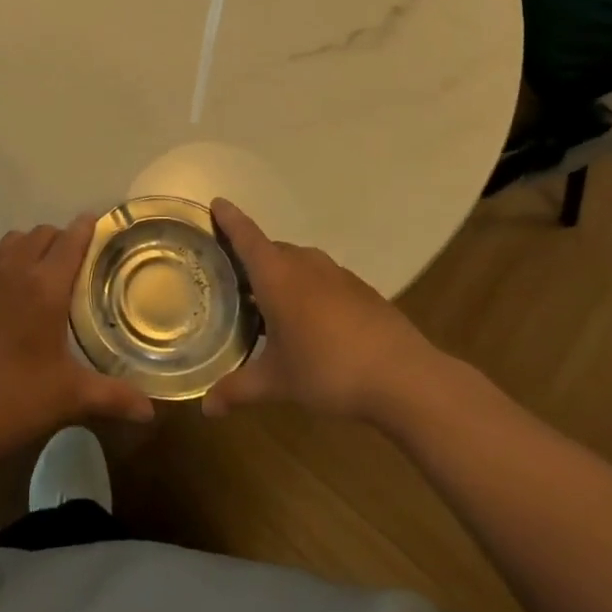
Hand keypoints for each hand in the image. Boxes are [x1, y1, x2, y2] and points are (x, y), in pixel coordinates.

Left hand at [0, 215, 154, 467]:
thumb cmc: (15, 401)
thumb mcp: (69, 397)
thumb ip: (114, 397)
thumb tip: (151, 411)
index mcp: (45, 287)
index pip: (70, 240)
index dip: (86, 227)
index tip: (98, 222)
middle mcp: (14, 270)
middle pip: (42, 233)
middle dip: (61, 238)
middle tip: (75, 261)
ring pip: (12, 241)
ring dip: (30, 246)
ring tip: (41, 271)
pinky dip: (3, 261)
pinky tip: (7, 289)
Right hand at [204, 197, 442, 423]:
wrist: (404, 377)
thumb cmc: (328, 369)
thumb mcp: (277, 382)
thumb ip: (238, 389)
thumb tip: (206, 408)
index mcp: (277, 274)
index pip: (245, 235)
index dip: (229, 218)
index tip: (216, 202)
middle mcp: (304, 263)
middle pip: (270, 250)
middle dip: (251, 259)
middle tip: (231, 279)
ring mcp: (336, 274)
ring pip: (298, 264)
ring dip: (281, 276)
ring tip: (267, 305)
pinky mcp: (360, 289)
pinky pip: (322, 279)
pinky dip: (307, 290)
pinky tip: (310, 323)